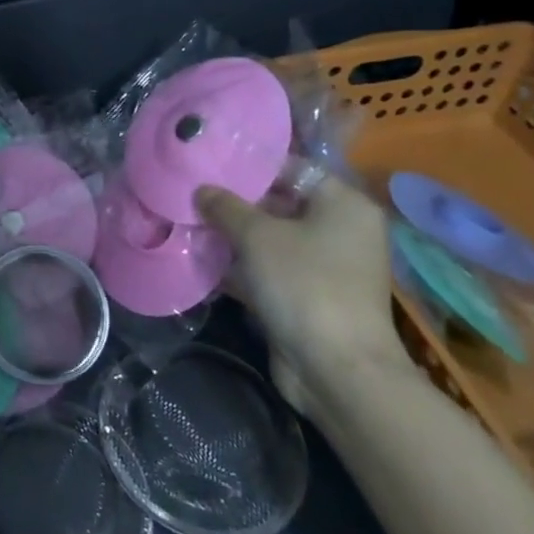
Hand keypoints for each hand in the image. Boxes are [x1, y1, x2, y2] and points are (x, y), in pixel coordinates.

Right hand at [197, 174, 409, 411]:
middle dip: (235, 203)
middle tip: (191, 194)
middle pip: (280, 203)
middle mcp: (341, 230)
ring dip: (233, 236)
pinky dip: (242, 266)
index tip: (208, 164)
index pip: (291, 168)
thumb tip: (201, 190)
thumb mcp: (257, 236)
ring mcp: (327, 266)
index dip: (249, 166)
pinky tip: (203, 259)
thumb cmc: (304, 285)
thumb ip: (225, 207)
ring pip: (272, 239)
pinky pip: (270, 269)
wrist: (337, 369)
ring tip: (189, 222)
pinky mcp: (310, 296)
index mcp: (344, 204)